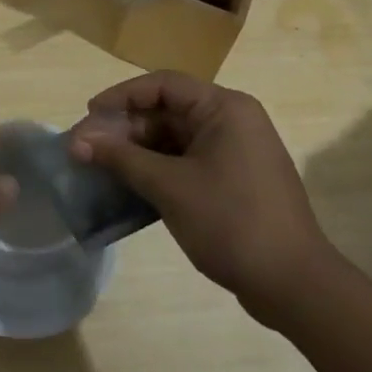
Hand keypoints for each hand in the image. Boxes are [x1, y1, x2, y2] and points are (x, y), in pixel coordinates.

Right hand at [71, 72, 339, 327]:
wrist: (294, 286)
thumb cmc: (231, 222)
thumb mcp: (169, 186)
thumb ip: (121, 158)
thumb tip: (77, 141)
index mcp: (224, 109)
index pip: (162, 85)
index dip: (121, 96)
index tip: (89, 114)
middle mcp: (232, 121)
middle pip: (166, 111)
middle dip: (124, 128)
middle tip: (86, 147)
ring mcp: (235, 152)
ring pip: (173, 138)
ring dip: (136, 150)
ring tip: (100, 166)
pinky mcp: (233, 180)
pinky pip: (185, 161)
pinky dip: (156, 169)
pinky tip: (128, 185)